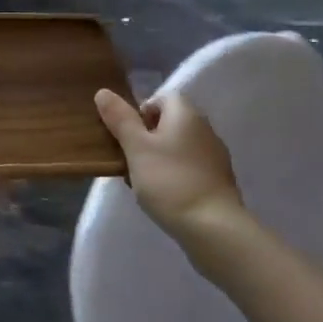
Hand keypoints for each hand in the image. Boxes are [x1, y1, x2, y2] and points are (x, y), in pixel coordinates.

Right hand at [94, 89, 244, 242]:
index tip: (127, 136)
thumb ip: (120, 119)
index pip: (163, 97)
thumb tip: (103, 92)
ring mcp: (215, 156)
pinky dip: (175, 175)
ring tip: (143, 181)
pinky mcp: (219, 181)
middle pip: (170, 122)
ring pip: (179, 147)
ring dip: (160, 158)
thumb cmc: (170, 181)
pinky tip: (164, 196)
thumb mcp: (136, 148)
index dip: (141, 111)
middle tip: (130, 159)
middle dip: (147, 137)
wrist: (214, 229)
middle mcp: (205, 129)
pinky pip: (190, 168)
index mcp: (186, 114)